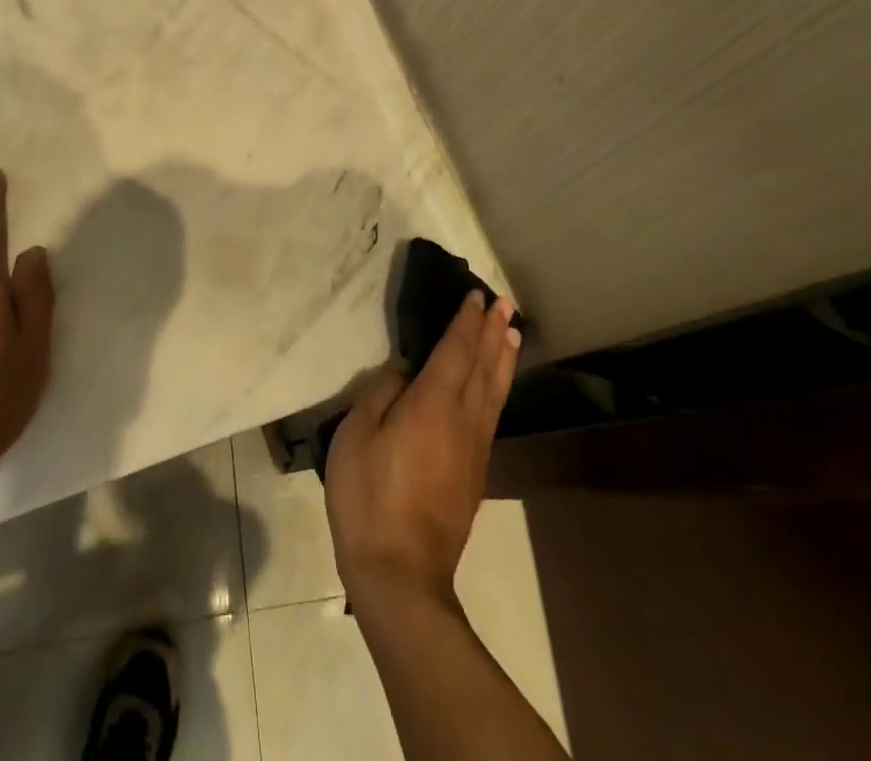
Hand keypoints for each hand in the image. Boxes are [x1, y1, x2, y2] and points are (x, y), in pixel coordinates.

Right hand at [325, 290, 520, 607]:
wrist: (400, 574)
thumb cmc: (369, 497)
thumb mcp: (357, 436)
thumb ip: (381, 393)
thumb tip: (404, 370)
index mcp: (433, 404)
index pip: (456, 351)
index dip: (466, 322)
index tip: (476, 296)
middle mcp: (463, 420)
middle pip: (484, 366)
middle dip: (494, 332)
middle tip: (505, 303)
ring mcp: (474, 449)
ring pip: (495, 391)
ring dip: (504, 358)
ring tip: (513, 333)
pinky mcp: (475, 473)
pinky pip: (493, 414)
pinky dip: (499, 388)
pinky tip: (496, 386)